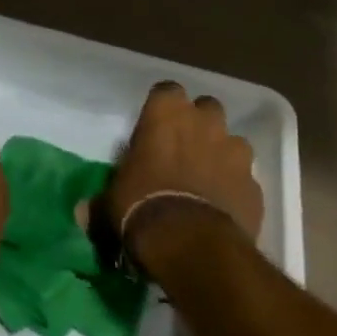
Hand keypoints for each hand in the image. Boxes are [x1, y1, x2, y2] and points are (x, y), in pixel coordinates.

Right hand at [106, 82, 263, 260]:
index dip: (163, 109)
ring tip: (207, 181)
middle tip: (183, 150)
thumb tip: (80, 213)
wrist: (192, 244)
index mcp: (166, 112)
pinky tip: (224, 209)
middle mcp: (204, 121)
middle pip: (206, 109)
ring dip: (222, 155)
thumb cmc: (143, 205)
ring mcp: (235, 152)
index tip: (155, 129)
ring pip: (233, 142)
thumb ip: (100, 202)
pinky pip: (245, 180)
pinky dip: (237, 189)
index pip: (166, 91)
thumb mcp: (111, 202)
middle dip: (198, 125)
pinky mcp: (255, 186)